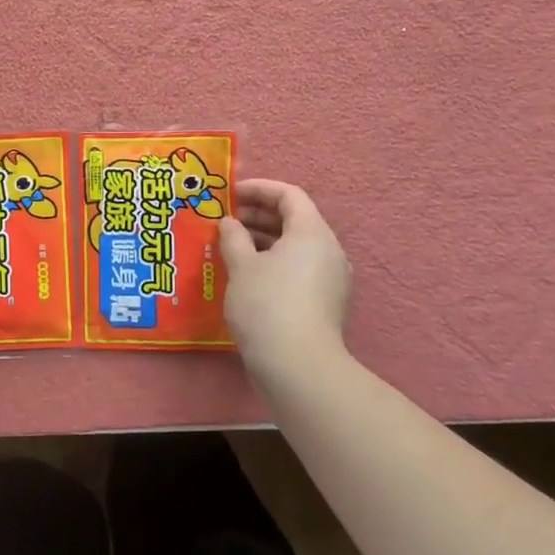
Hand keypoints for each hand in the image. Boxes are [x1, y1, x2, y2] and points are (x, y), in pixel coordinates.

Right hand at [218, 179, 350, 366]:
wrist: (298, 366)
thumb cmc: (267, 305)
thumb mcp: (242, 266)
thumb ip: (233, 237)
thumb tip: (229, 223)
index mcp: (312, 233)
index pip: (289, 195)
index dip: (259, 189)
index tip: (229, 193)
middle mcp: (328, 250)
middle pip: (294, 219)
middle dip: (257, 215)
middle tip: (225, 221)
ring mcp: (330, 278)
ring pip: (295, 246)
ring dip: (263, 240)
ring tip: (230, 247)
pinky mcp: (324, 302)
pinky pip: (298, 268)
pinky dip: (273, 262)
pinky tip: (246, 275)